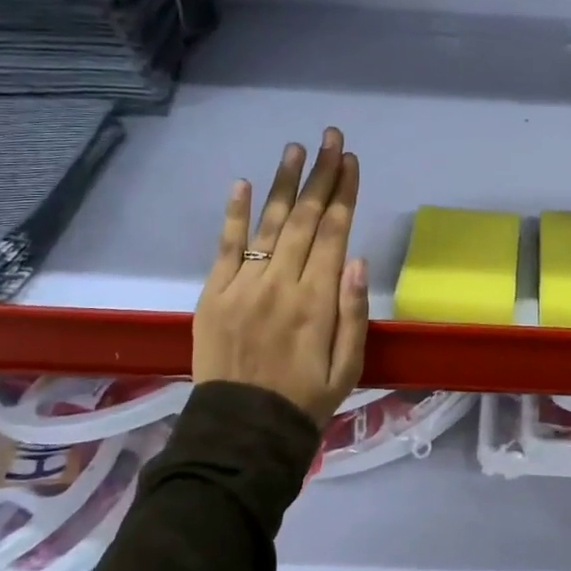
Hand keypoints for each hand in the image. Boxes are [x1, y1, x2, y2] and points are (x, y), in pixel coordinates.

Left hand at [193, 128, 369, 422]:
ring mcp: (242, 287)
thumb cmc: (306, 399)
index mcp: (317, 302)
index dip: (344, 193)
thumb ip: (354, 312)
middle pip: (304, 219)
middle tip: (331, 139)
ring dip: (283, 183)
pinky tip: (243, 183)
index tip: (351, 161)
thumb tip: (358, 259)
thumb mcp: (349, 366)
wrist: (243, 432)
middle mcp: (280, 285)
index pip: (334, 233)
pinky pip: (225, 247)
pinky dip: (235, 214)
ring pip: (268, 224)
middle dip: (320, 175)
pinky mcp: (212, 295)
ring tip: (296, 148)